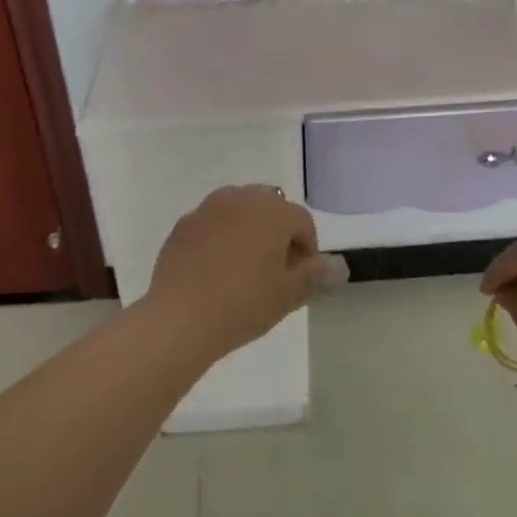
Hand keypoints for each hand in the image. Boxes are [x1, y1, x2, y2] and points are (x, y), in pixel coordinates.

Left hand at [144, 187, 328, 363]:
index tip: (301, 278)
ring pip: (240, 211)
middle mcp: (241, 198)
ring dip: (249, 230)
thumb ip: (315, 274)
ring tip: (246, 267)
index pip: (303, 222)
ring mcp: (207, 209)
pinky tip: (217, 269)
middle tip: (276, 270)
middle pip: (271, 208)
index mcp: (273, 211)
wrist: (179, 319)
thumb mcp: (288, 294)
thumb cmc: (244, 304)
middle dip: (278, 232)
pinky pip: (213, 223)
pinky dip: (221, 237)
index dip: (308, 250)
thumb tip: (337, 266)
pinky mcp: (183, 225)